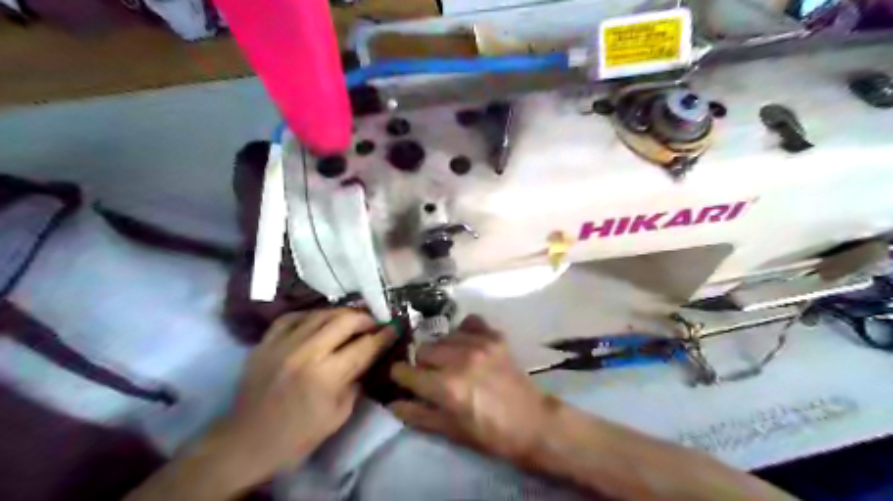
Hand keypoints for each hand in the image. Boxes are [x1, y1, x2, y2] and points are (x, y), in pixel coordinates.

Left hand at [213, 308, 391, 480]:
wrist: (245, 443)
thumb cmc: (297, 437)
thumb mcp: (338, 416)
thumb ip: (356, 382)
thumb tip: (367, 359)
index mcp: (327, 376)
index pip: (365, 346)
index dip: (384, 335)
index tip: (395, 326)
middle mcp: (306, 353)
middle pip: (345, 320)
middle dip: (366, 318)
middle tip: (374, 323)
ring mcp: (283, 344)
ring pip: (321, 313)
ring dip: (342, 313)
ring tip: (351, 319)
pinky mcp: (265, 343)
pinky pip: (292, 316)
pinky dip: (311, 315)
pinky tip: (318, 320)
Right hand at [391, 316, 555, 463]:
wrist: (531, 422)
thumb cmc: (489, 433)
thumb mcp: (450, 431)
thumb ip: (418, 414)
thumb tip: (392, 403)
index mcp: (445, 387)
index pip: (405, 371)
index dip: (400, 377)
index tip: (404, 380)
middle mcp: (459, 360)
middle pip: (423, 349)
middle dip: (422, 363)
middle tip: (434, 375)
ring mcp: (479, 344)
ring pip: (443, 336)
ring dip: (443, 349)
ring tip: (453, 361)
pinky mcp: (495, 337)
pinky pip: (470, 322)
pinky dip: (465, 331)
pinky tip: (468, 344)